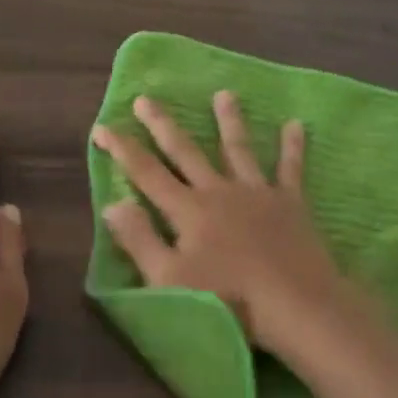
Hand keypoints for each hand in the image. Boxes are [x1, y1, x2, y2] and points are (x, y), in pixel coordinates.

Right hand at [92, 91, 343, 351]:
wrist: (294, 304)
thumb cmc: (227, 300)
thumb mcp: (169, 279)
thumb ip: (139, 240)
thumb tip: (113, 204)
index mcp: (188, 210)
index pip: (147, 173)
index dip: (123, 149)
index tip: (102, 126)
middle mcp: (219, 191)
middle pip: (186, 151)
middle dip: (163, 125)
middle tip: (146, 98)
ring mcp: (257, 192)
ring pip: (238, 149)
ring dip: (229, 120)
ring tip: (224, 93)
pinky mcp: (290, 202)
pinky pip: (290, 168)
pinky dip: (292, 146)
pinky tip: (295, 123)